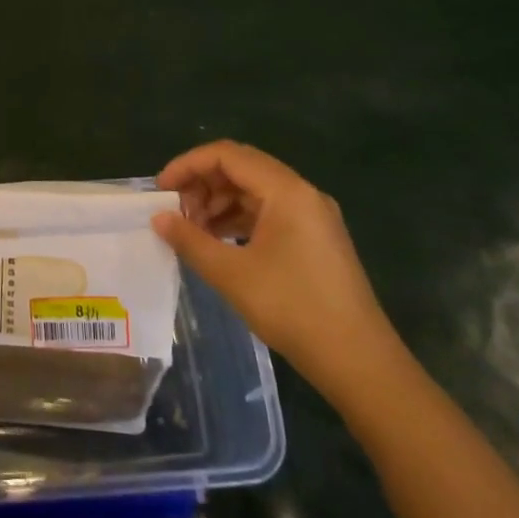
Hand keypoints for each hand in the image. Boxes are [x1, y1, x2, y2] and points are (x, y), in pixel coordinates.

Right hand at [153, 141, 400, 395]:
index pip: (227, 155)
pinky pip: (269, 212)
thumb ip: (190, 240)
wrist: (360, 362)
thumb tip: (158, 218)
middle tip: (175, 211)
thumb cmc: (293, 309)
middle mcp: (302, 193)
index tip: (161, 189)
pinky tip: (219, 242)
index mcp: (286, 191)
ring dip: (219, 202)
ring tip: (193, 231)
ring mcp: (312, 216)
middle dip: (202, 184)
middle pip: (241, 167)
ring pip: (254, 190)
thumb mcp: (231, 274)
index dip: (188, 165)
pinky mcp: (315, 238)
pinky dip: (238, 219)